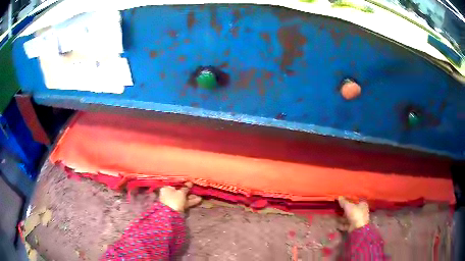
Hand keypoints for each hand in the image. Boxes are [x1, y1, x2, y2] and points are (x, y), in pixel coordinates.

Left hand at [159, 182, 201, 212]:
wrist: (172, 214)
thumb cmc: (174, 200)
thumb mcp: (181, 192)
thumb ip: (186, 188)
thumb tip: (189, 182)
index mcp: (166, 188)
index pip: (175, 185)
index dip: (183, 184)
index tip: (190, 184)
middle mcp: (168, 194)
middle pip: (179, 192)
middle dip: (188, 192)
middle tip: (196, 190)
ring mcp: (173, 201)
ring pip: (183, 198)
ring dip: (191, 197)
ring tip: (199, 197)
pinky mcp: (177, 208)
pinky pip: (184, 203)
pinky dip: (190, 202)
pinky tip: (199, 200)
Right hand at [337, 196, 368, 231]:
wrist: (358, 228)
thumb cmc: (355, 214)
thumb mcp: (348, 206)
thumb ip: (343, 202)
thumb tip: (339, 197)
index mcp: (362, 204)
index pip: (355, 201)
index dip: (348, 200)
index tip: (341, 201)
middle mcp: (361, 211)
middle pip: (351, 209)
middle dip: (344, 210)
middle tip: (337, 208)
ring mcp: (357, 219)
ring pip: (348, 217)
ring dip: (342, 217)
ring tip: (334, 216)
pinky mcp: (353, 226)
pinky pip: (346, 224)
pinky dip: (341, 224)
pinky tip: (336, 224)